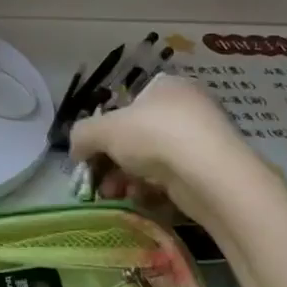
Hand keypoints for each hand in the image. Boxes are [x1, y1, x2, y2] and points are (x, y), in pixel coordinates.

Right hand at [69, 74, 255, 219]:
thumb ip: (81, 135)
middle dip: (112, 161)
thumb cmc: (153, 135)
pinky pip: (172, 178)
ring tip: (114, 195)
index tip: (90, 155)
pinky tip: (140, 200)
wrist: (209, 172)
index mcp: (165, 86)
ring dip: (127, 178)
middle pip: (137, 136)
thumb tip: (76, 151)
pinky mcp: (210, 170)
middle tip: (98, 182)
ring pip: (152, 160)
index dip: (104, 130)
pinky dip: (153, 189)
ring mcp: (201, 139)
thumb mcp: (103, 129)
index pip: (127, 104)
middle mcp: (186, 107)